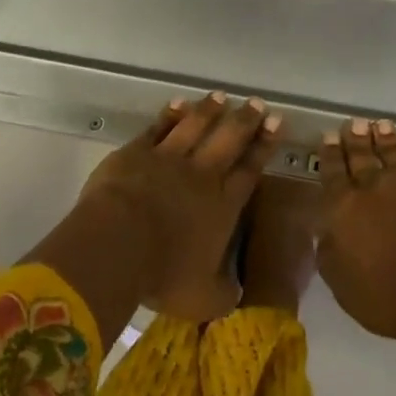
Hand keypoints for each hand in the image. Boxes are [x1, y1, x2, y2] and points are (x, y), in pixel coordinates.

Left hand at [80, 92, 281, 319]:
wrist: (118, 243)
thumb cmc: (164, 274)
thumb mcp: (204, 300)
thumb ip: (224, 293)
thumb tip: (236, 293)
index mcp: (223, 206)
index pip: (250, 170)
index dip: (264, 147)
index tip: (277, 123)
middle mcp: (201, 174)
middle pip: (228, 140)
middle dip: (245, 120)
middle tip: (258, 103)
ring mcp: (169, 157)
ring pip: (195, 126)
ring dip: (209, 110)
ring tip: (221, 95)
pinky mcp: (138, 151)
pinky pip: (159, 127)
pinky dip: (171, 114)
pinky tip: (179, 103)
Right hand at [316, 118, 395, 347]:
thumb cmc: (386, 299)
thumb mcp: (341, 283)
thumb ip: (329, 251)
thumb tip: (326, 230)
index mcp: (344, 207)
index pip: (332, 172)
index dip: (330, 153)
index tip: (330, 136)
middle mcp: (373, 187)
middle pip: (362, 156)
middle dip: (356, 139)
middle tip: (354, 123)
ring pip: (393, 154)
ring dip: (385, 139)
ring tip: (381, 125)